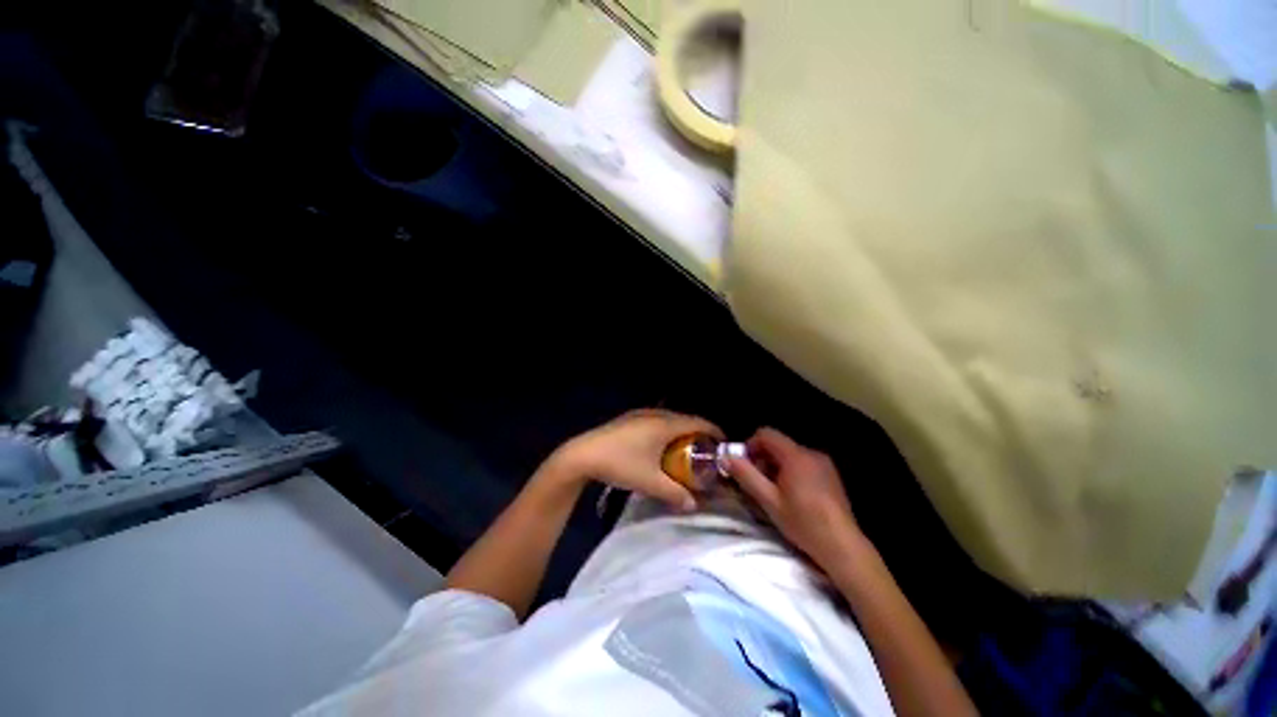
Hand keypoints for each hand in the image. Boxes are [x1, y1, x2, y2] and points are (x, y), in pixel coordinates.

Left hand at [549, 409, 722, 510]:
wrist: (582, 454)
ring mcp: (640, 414)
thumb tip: (694, 505)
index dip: (714, 430)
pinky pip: (657, 421)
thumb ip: (675, 494)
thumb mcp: (650, 482)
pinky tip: (660, 446)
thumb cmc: (620, 464)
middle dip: (698, 433)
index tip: (724, 442)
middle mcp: (655, 413)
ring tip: (685, 449)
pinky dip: (666, 430)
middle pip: (685, 419)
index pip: (698, 422)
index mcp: (665, 424)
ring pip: (669, 419)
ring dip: (680, 431)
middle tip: (706, 450)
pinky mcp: (629, 418)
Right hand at [726, 428, 863, 567]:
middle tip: (757, 482)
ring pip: (791, 454)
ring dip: (776, 466)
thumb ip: (746, 475)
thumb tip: (726, 457)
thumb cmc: (803, 522)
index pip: (766, 434)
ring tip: (774, 491)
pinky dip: (792, 471)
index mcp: (795, 456)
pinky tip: (793, 495)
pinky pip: (804, 463)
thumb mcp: (769, 501)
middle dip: (763, 458)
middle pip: (778, 444)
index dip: (751, 444)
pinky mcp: (831, 474)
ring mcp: (824, 463)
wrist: (843, 546)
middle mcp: (811, 453)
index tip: (744, 465)